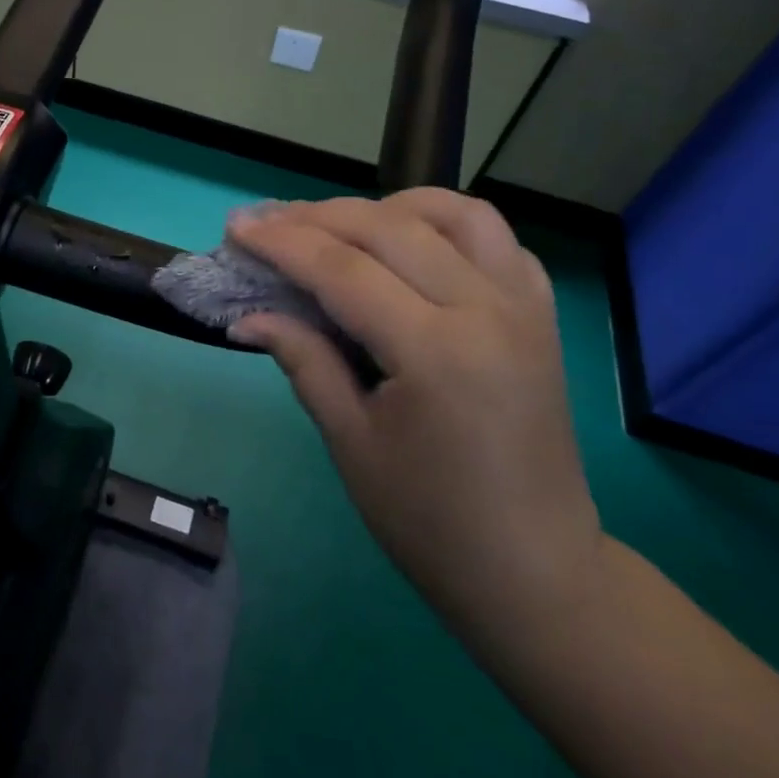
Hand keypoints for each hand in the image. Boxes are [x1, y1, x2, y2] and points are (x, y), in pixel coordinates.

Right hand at [227, 190, 602, 635]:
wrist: (536, 572)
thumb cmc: (431, 521)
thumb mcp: (351, 443)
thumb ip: (303, 361)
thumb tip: (247, 316)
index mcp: (437, 352)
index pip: (343, 270)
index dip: (282, 243)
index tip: (237, 228)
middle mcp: (487, 310)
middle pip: (389, 227)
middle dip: (318, 216)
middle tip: (268, 221)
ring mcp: (524, 306)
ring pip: (455, 213)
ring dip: (390, 205)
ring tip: (343, 224)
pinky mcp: (542, 314)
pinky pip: (497, 240)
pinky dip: (447, 225)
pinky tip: (413, 244)